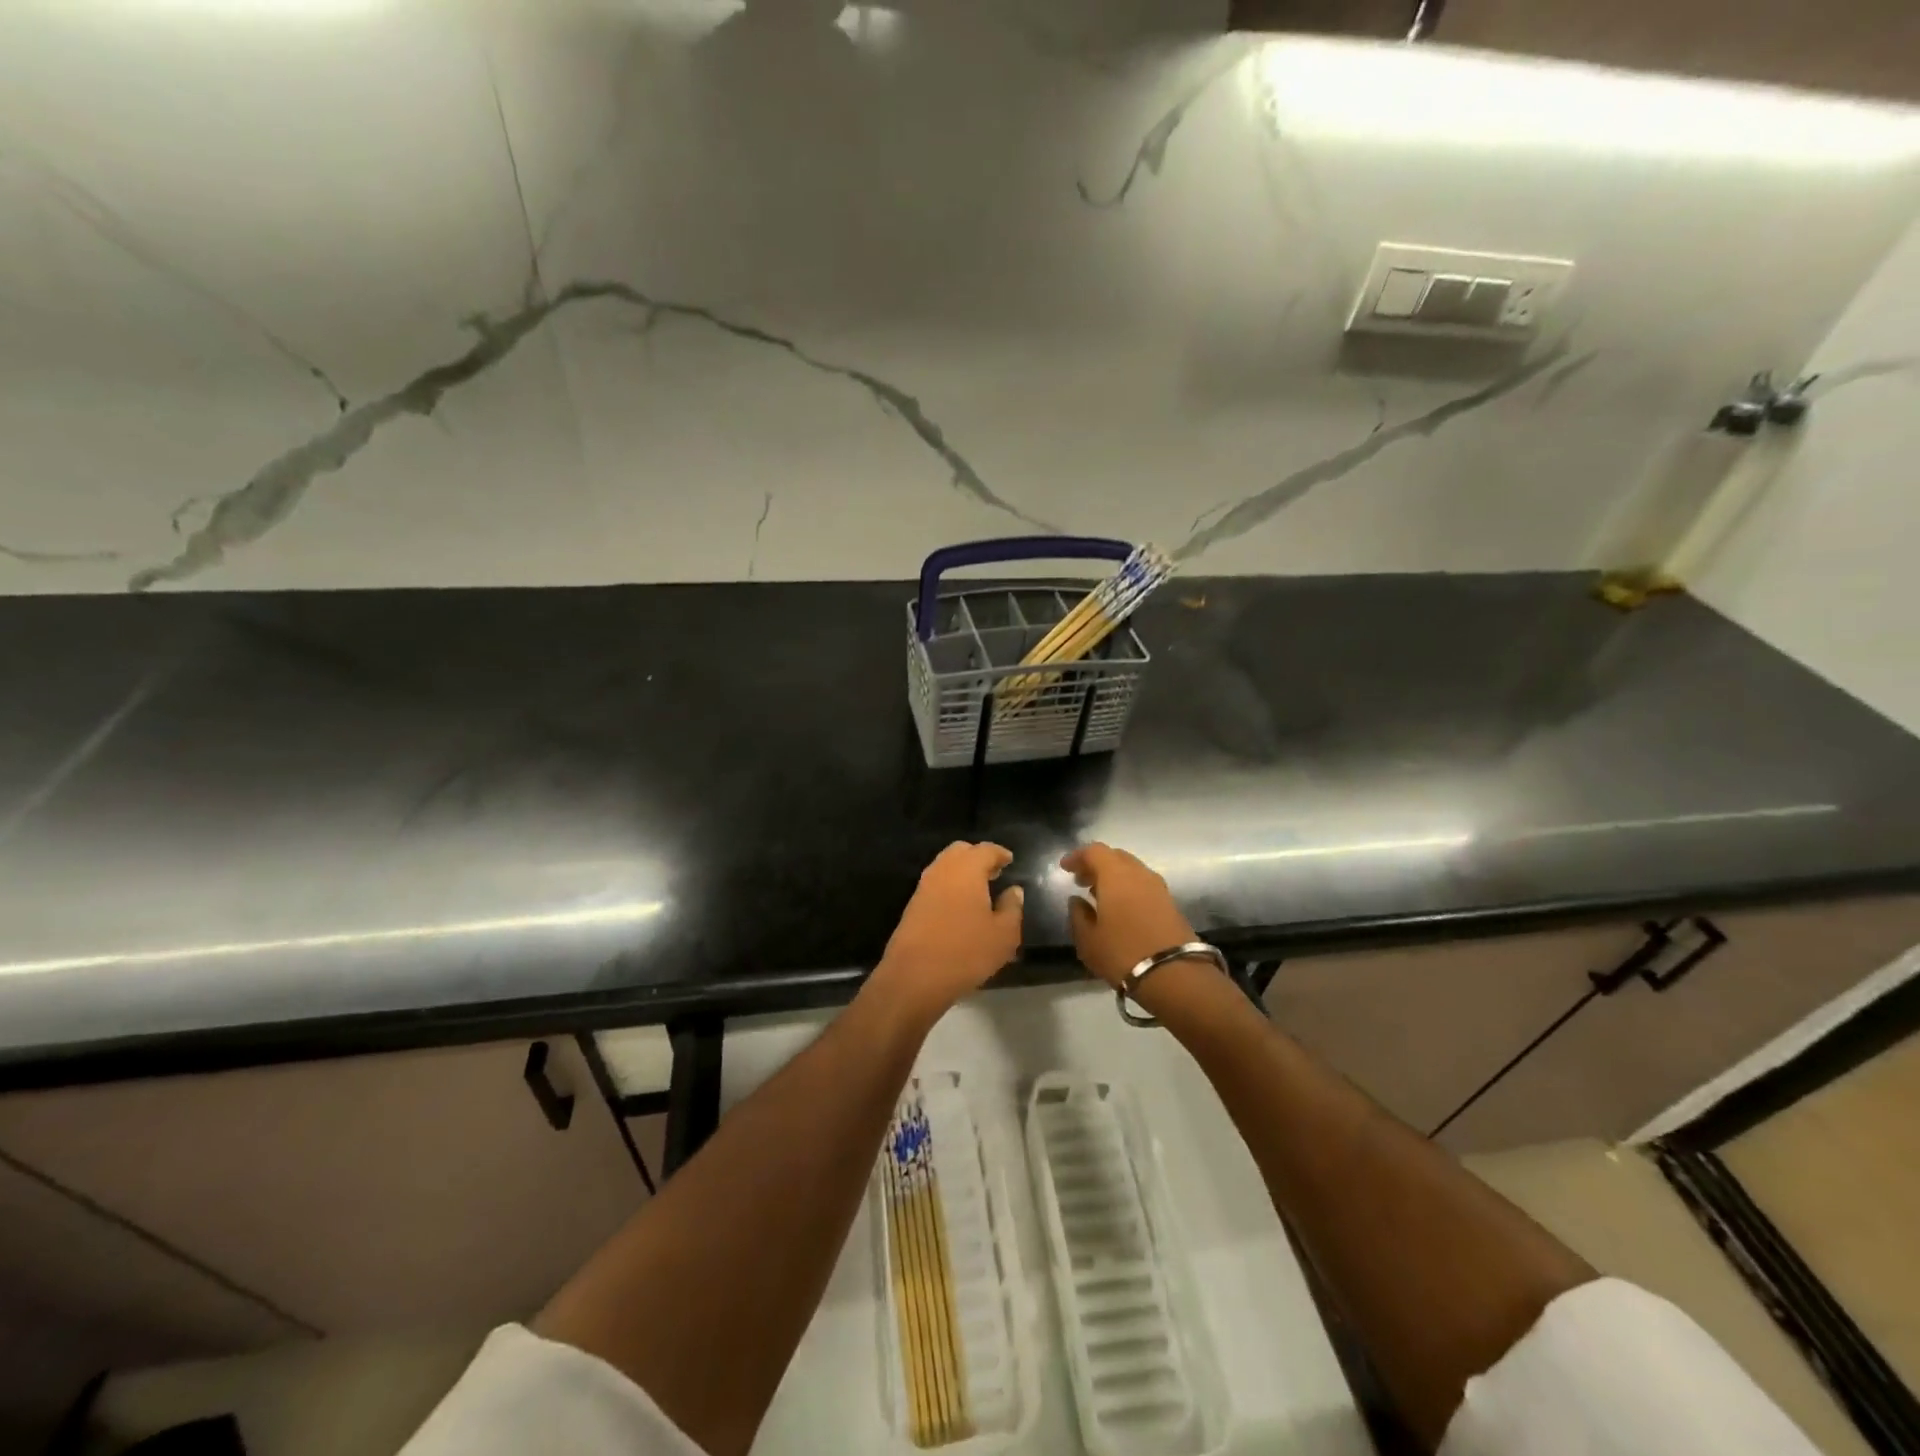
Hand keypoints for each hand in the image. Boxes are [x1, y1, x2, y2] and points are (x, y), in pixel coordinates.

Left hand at [873, 841, 1023, 1021]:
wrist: (914, 977)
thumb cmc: (966, 952)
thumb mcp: (1003, 935)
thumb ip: (1012, 908)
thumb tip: (1014, 890)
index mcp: (966, 869)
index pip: (985, 850)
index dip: (1000, 854)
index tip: (1010, 860)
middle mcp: (942, 870)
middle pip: (961, 851)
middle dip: (978, 857)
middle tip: (994, 873)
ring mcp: (923, 887)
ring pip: (945, 867)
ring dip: (962, 872)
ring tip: (980, 891)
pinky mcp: (912, 905)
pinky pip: (936, 884)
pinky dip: (950, 886)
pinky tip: (961, 907)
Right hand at [1062, 842, 1196, 987]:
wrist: (1174, 975)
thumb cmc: (1123, 953)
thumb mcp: (1088, 940)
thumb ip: (1078, 915)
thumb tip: (1076, 900)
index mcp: (1115, 875)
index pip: (1094, 851)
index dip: (1078, 856)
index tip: (1065, 868)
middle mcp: (1139, 873)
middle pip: (1115, 857)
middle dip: (1096, 865)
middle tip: (1081, 881)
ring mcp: (1158, 887)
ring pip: (1132, 870)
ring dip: (1114, 877)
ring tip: (1099, 895)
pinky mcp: (1171, 903)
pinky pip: (1143, 885)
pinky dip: (1128, 888)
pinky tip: (1120, 908)